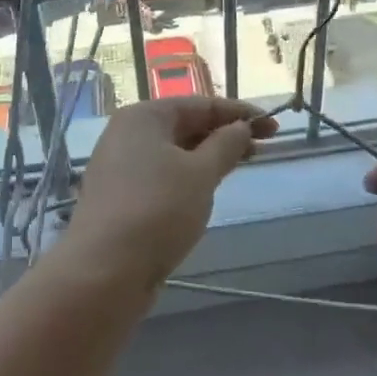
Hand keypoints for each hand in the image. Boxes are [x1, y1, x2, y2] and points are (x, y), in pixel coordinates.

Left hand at [64, 98, 278, 285]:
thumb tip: (241, 127)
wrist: (103, 271)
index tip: (273, 126)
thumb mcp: (201, 174)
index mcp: (144, 116)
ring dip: (208, 157)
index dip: (240, 114)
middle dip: (224, 135)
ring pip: (174, 153)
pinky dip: (187, 178)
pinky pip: (162, 175)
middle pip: (185, 125)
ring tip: (239, 167)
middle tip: (262, 148)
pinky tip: (205, 192)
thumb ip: (226, 145)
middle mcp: (127, 133)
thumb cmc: (157, 210)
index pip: (201, 104)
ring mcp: (120, 166)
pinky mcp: (120, 197)